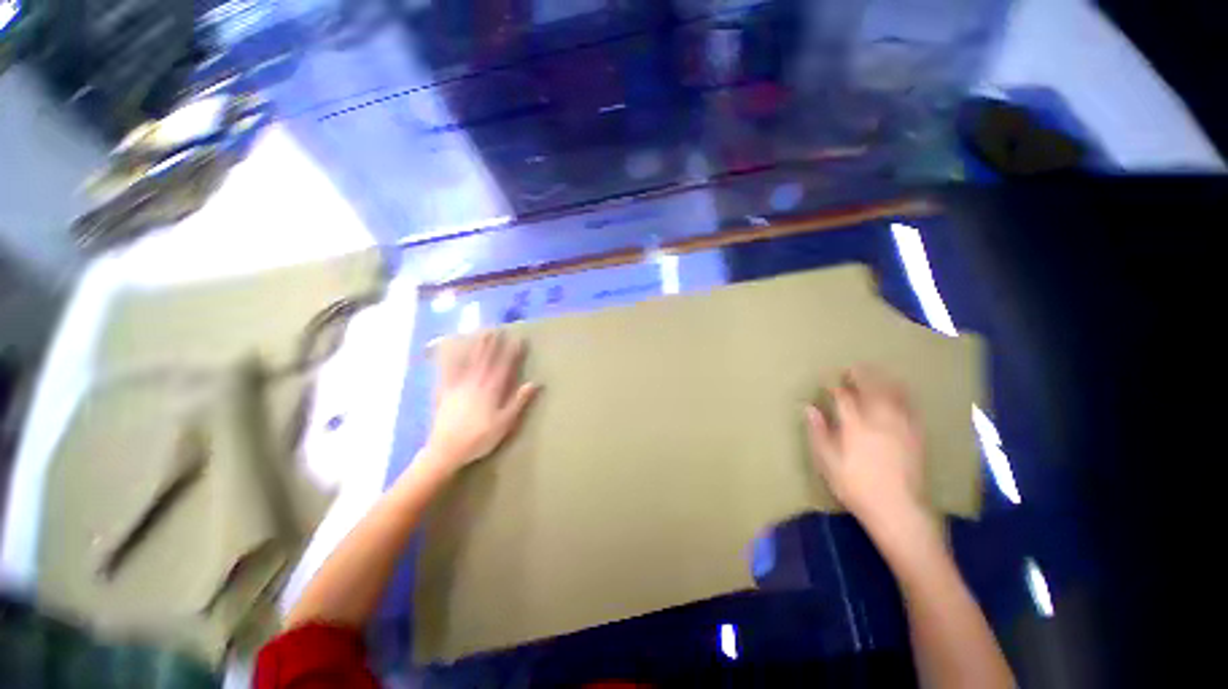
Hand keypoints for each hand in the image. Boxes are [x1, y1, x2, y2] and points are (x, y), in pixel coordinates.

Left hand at [424, 331, 540, 474]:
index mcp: (492, 390)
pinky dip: (451, 358)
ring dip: (476, 345)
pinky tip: (451, 350)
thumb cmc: (479, 438)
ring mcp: (459, 385)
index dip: (512, 352)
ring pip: (469, 360)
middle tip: (498, 329)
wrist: (446, 450)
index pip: (505, 366)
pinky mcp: (445, 391)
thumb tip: (535, 383)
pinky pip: (448, 370)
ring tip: (482, 333)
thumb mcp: (505, 423)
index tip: (519, 340)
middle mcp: (476, 383)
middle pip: (486, 359)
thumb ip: (519, 401)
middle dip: (493, 343)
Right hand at [806, 366, 933, 539]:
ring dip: (884, 380)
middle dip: (861, 375)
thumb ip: (818, 432)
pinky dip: (904, 395)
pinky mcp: (917, 436)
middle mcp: (880, 420)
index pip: (843, 397)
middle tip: (852, 367)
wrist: (898, 510)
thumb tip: (809, 408)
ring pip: (894, 394)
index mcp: (855, 425)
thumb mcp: (827, 462)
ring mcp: (901, 427)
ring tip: (876, 371)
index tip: (827, 379)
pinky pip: (911, 408)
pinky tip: (901, 392)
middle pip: (871, 389)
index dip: (834, 385)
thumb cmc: (856, 486)